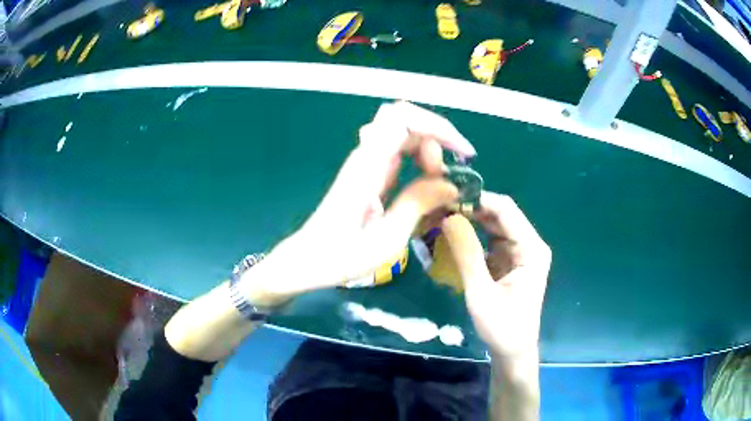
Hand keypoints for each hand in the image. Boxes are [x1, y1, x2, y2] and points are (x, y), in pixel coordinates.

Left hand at [244, 101, 475, 305]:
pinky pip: (399, 151)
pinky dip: (420, 159)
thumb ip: (418, 204)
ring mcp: (366, 162)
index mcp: (367, 167)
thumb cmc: (341, 256)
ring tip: (439, 183)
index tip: (462, 154)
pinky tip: (427, 182)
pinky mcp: (368, 172)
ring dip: (429, 150)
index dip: (438, 127)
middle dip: (436, 138)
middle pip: (406, 119)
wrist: (307, 260)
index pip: (403, 119)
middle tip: (446, 175)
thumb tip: (451, 183)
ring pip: (404, 132)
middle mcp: (366, 156)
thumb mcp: (387, 238)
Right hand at [441, 192, 550, 357]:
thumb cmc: (501, 327)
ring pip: (493, 224)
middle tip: (438, 206)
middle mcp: (529, 243)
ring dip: (469, 219)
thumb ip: (466, 254)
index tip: (446, 197)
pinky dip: (471, 235)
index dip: (477, 199)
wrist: (513, 351)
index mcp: (531, 249)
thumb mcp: (481, 293)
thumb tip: (448, 217)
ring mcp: (520, 251)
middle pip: (500, 214)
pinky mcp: (510, 260)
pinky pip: (489, 239)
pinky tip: (451, 233)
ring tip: (440, 215)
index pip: (505, 209)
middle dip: (470, 207)